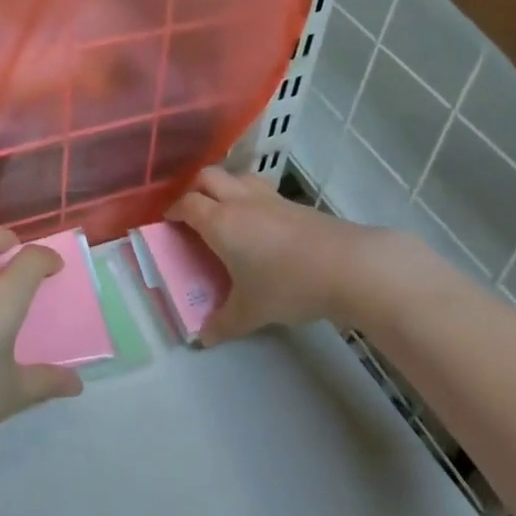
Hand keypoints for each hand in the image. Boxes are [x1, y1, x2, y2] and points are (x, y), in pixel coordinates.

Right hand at [166, 166, 380, 343]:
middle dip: (194, 189)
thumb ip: (224, 323)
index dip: (173, 210)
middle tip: (191, 211)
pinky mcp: (294, 203)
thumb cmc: (287, 285)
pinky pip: (261, 190)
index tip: (167, 221)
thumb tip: (203, 338)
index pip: (187, 204)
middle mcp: (239, 201)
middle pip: (207, 177)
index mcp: (220, 222)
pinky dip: (250, 198)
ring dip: (224, 187)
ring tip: (224, 209)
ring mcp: (269, 198)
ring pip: (236, 177)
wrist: (347, 266)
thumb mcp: (251, 311)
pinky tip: (260, 222)